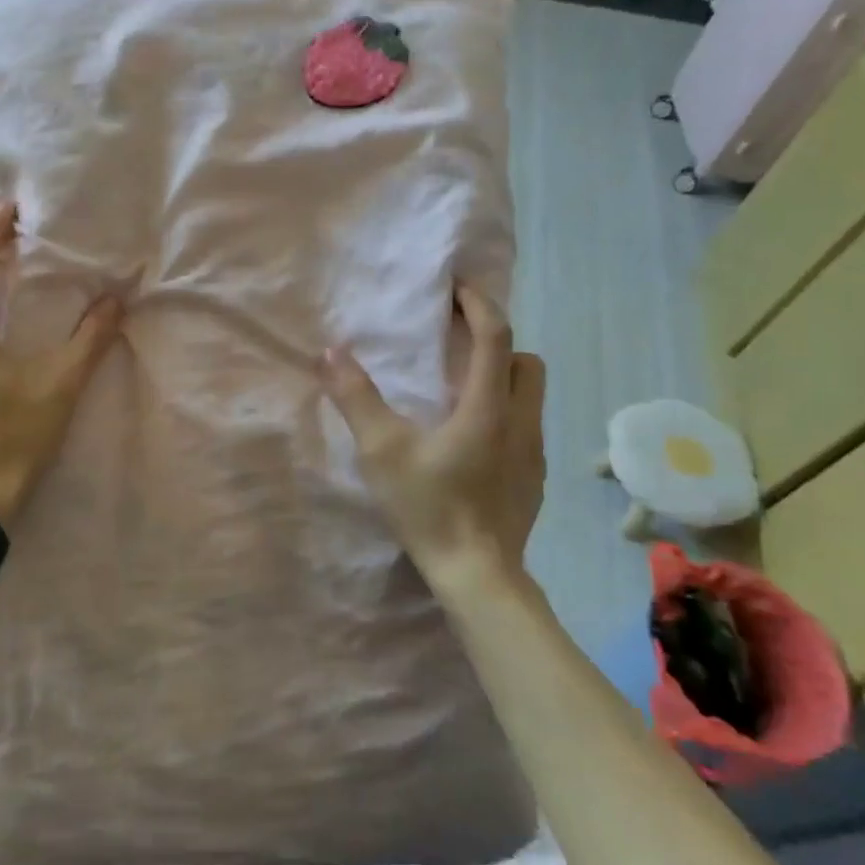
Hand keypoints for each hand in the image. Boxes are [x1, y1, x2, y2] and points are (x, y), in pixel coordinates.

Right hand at [322, 285, 546, 603]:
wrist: (478, 575)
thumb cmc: (430, 506)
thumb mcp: (381, 450)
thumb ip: (356, 398)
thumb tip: (330, 352)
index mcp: (488, 407)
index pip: (496, 337)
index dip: (479, 304)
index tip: (456, 288)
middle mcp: (521, 422)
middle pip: (525, 361)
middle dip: (496, 341)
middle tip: (457, 344)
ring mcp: (533, 453)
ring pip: (529, 395)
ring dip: (501, 378)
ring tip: (458, 390)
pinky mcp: (534, 479)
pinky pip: (525, 427)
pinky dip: (503, 413)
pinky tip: (469, 440)